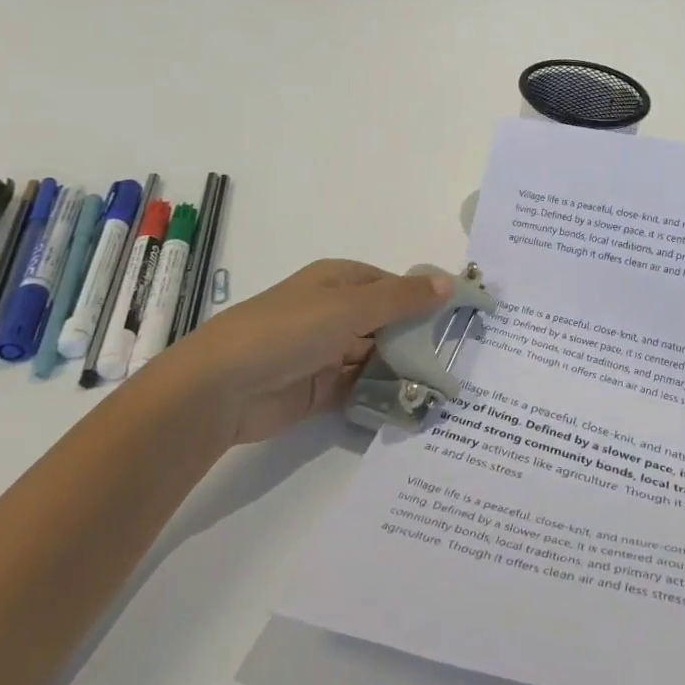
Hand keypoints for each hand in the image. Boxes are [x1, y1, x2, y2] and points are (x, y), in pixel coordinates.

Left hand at [159, 260, 451, 444]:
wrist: (221, 387)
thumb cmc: (288, 330)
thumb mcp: (350, 307)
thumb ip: (402, 298)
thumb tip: (451, 282)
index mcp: (339, 281)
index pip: (392, 284)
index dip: (425, 297)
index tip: (462, 316)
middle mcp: (334, 312)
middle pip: (387, 321)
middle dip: (418, 336)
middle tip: (463, 356)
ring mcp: (326, 352)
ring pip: (376, 356)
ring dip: (404, 368)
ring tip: (447, 384)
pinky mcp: (320, 389)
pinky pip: (362, 387)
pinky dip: (384, 393)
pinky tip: (415, 403)